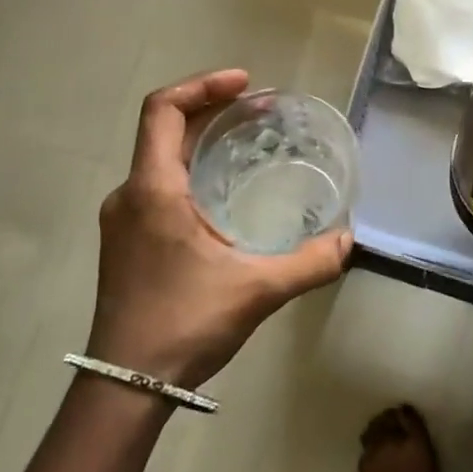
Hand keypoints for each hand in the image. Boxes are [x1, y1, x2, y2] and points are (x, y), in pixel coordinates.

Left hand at [91, 69, 351, 388]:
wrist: (125, 386)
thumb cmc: (184, 324)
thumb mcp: (257, 290)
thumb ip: (309, 263)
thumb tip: (348, 240)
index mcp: (152, 190)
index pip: (163, 110)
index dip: (203, 85)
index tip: (247, 85)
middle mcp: (130, 195)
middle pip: (166, 129)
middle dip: (214, 110)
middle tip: (263, 112)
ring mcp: (124, 220)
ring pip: (162, 158)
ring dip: (203, 141)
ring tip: (250, 142)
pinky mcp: (128, 241)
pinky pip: (160, 185)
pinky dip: (194, 169)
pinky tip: (226, 192)